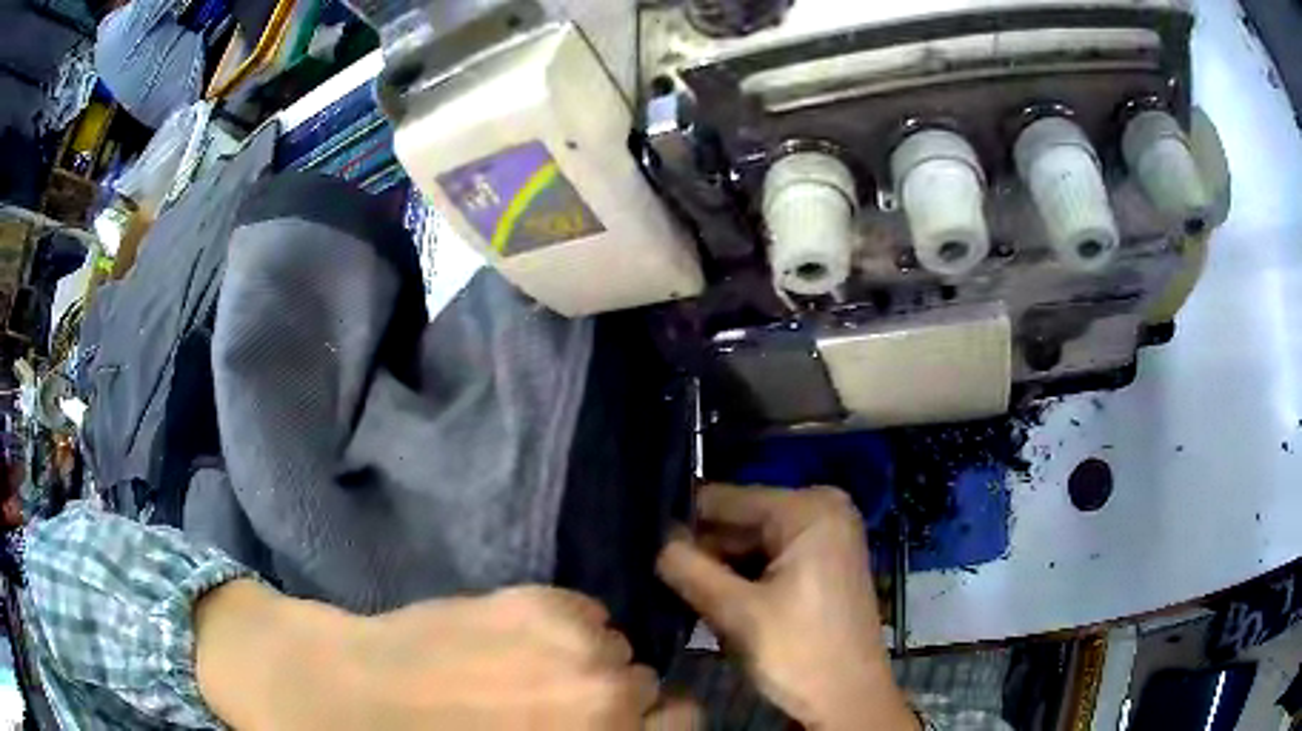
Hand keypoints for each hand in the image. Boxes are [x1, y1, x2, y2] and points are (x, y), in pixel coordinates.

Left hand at [198, 582, 690, 729]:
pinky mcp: (530, 598)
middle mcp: (604, 695)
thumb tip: (609, 725)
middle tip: (559, 704)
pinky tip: (515, 638)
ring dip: (585, 659)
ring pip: (615, 645)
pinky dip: (562, 626)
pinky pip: (582, 612)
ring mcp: (569, 641)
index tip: (624, 727)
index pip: (681, 724)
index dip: (652, 727)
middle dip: (613, 698)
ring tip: (532, 669)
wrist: (340, 692)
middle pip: (646, 686)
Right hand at [657, 485, 916, 730]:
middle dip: (699, 549)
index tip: (639, 541)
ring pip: (748, 545)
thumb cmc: (799, 653)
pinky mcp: (819, 567)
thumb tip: (654, 541)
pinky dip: (738, 580)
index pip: (725, 499)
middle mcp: (821, 511)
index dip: (681, 523)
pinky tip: (708, 599)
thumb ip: (689, 570)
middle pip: (738, 522)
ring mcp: (823, 539)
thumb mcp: (737, 613)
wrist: (848, 701)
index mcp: (809, 509)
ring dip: (715, 569)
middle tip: (650, 570)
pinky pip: (766, 561)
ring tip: (673, 587)